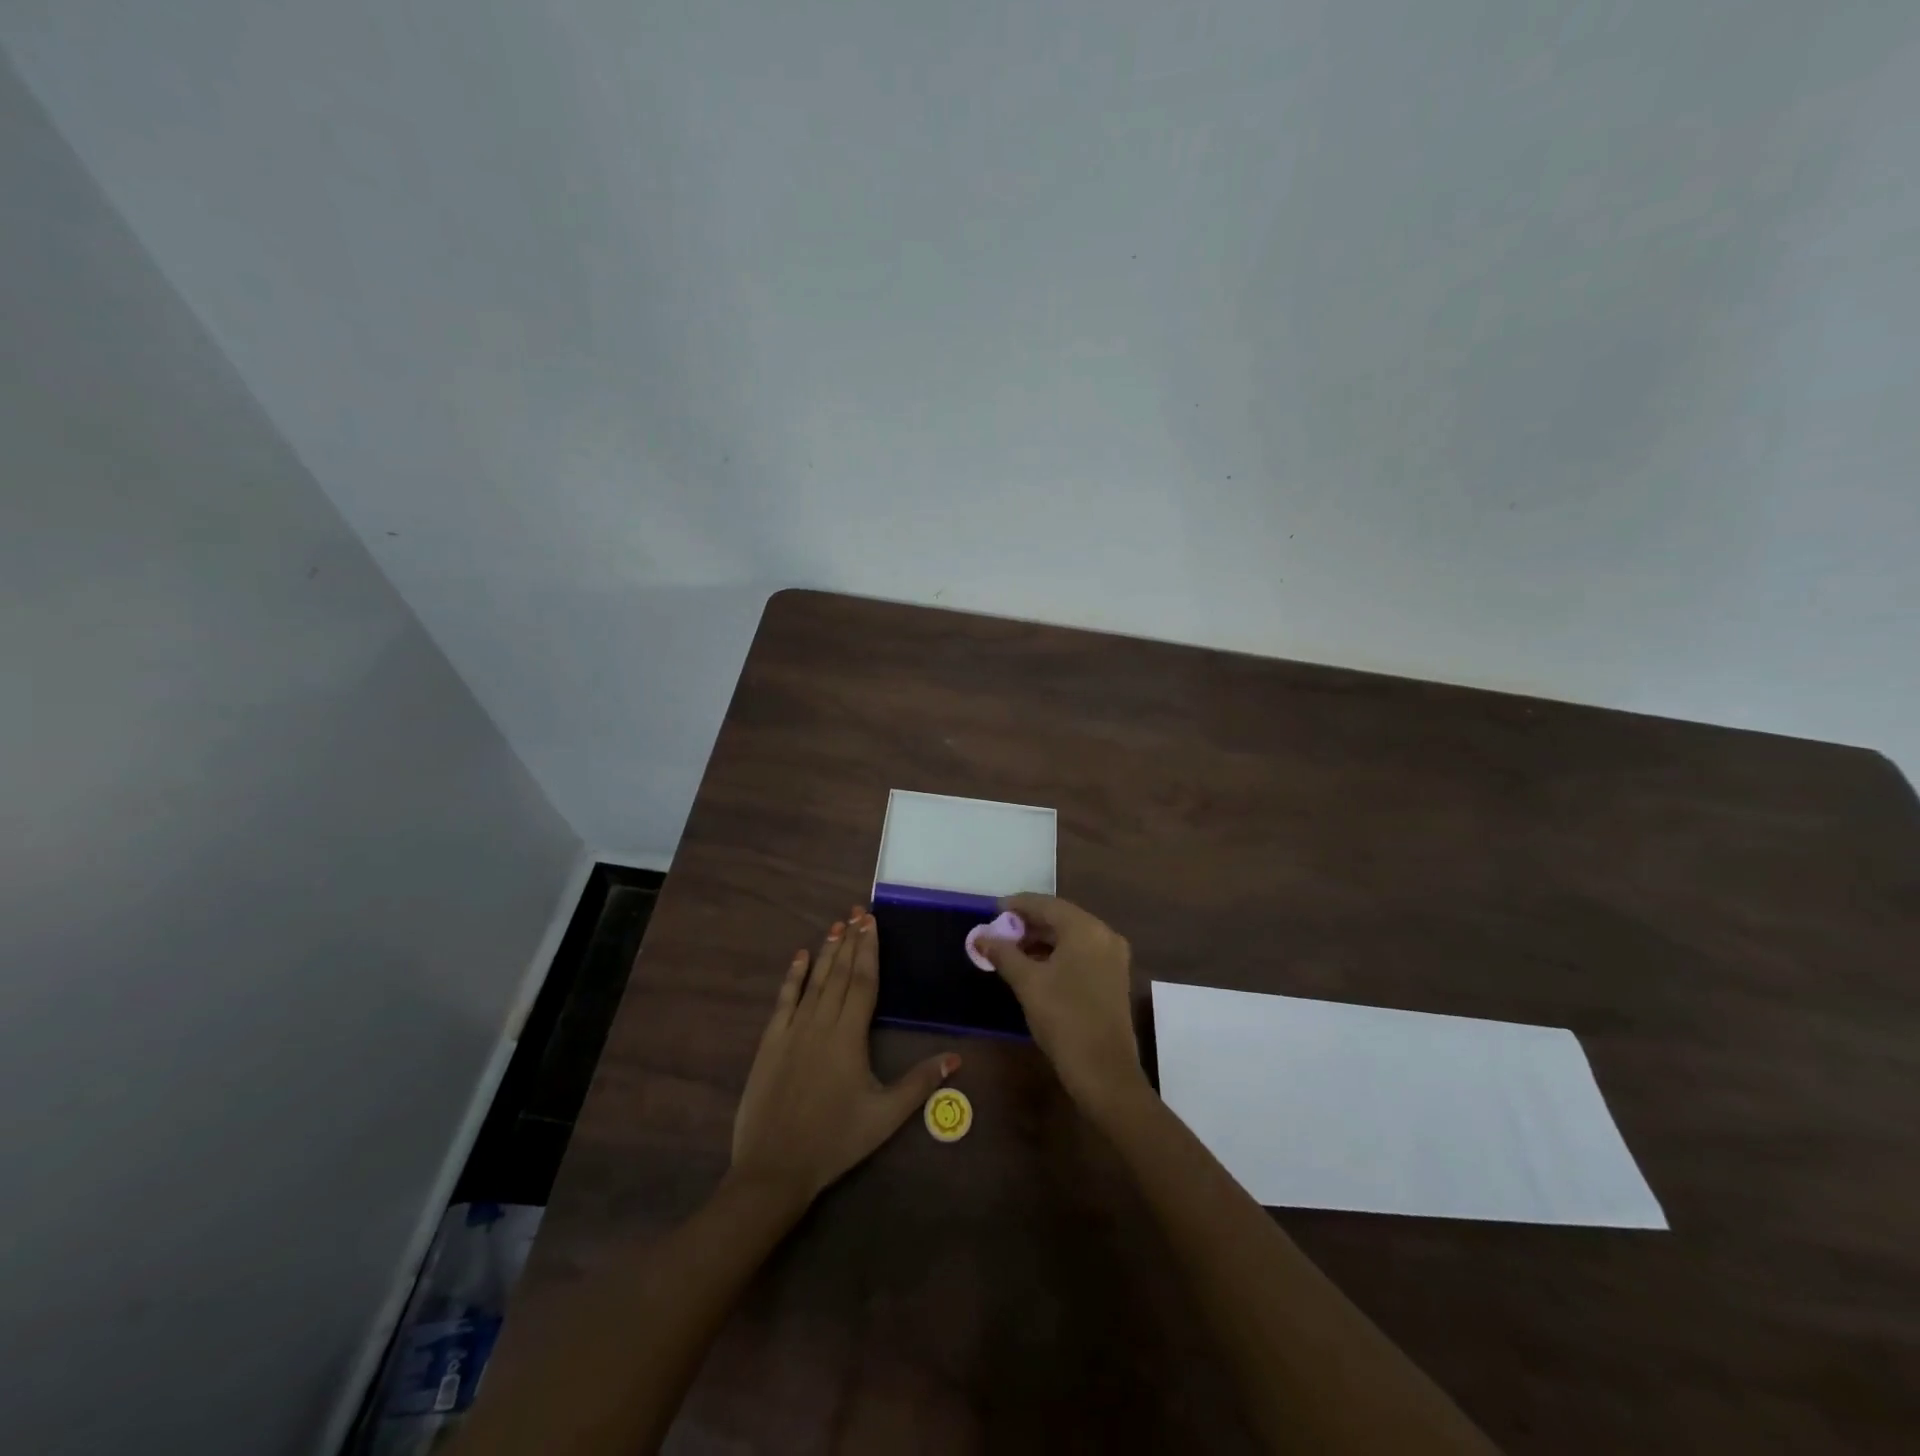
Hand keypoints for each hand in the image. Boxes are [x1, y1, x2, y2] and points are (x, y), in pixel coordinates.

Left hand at [731, 906, 959, 1204]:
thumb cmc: (835, 1141)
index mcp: (850, 1036)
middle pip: (840, 974)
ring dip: (827, 952)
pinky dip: (793, 976)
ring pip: (815, 981)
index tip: (871, 922)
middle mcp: (821, 1023)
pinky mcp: (770, 1042)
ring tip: (837, 925)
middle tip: (858, 912)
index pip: (863, 982)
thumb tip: (956, 1057)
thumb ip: (919, 1083)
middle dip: (851, 941)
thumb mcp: (885, 1117)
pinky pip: (784, 1000)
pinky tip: (800, 957)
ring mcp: (793, 1030)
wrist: (774, 1167)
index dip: (869, 950)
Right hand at [971, 894, 1148, 1117]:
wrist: (1104, 1072)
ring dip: (1041, 939)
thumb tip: (980, 937)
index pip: (1045, 904)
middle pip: (1060, 918)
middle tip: (998, 932)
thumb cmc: (1064, 1019)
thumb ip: (1003, 954)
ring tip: (1011, 949)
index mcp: (1085, 929)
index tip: (991, 910)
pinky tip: (1035, 966)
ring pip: (1071, 936)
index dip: (1016, 905)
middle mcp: (1104, 935)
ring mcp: (1113, 957)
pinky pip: (1081, 952)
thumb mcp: (1027, 983)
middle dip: (1028, 923)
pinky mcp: (1113, 977)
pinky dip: (1057, 953)